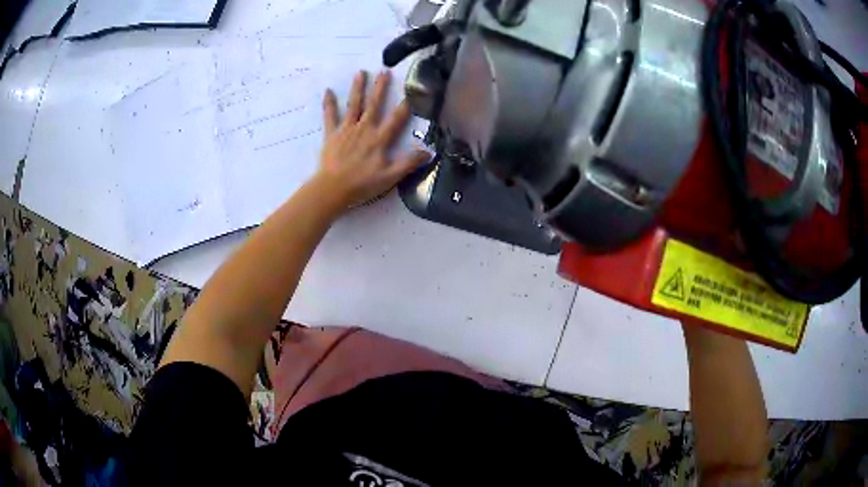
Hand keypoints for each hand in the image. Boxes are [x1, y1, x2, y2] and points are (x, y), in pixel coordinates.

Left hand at [314, 70, 429, 209]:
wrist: (332, 189)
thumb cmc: (362, 184)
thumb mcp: (389, 177)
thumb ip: (408, 163)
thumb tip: (428, 152)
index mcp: (379, 139)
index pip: (396, 119)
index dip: (406, 105)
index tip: (413, 90)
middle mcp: (364, 129)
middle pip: (374, 104)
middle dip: (380, 87)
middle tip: (385, 70)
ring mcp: (346, 130)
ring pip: (353, 105)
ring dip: (357, 88)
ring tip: (360, 72)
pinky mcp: (331, 134)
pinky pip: (330, 116)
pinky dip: (329, 104)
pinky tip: (327, 91)